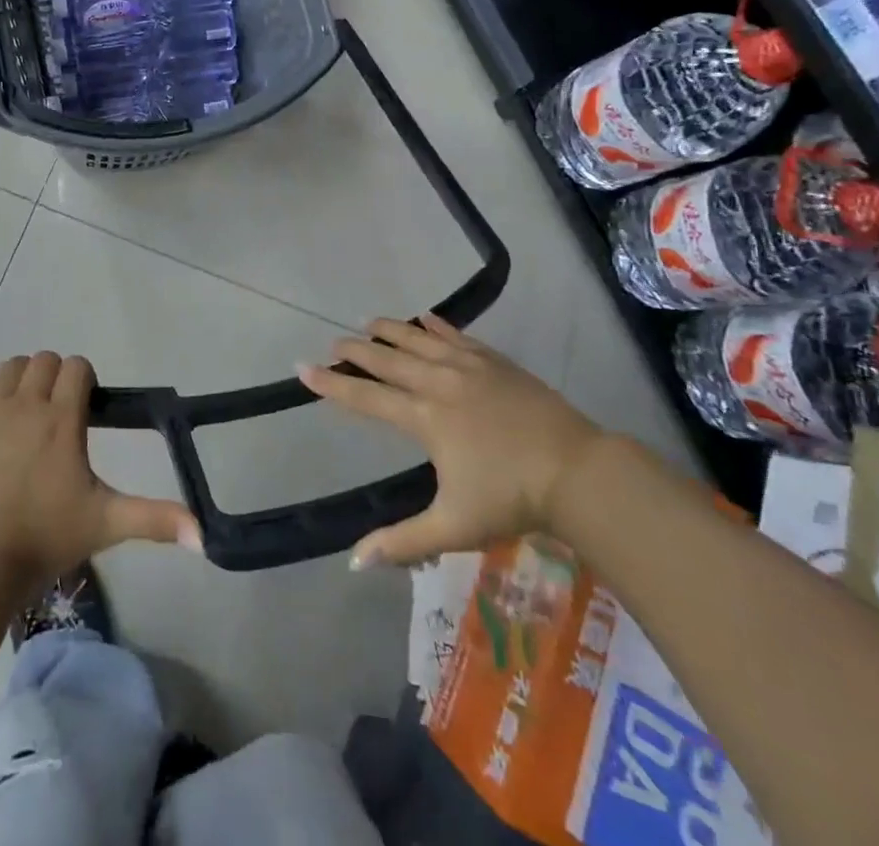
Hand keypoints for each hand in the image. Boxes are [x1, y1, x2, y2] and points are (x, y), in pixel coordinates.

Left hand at [0, 352, 200, 590]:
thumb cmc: (43, 538)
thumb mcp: (105, 525)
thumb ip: (154, 520)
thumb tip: (202, 535)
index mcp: (63, 419)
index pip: (77, 367)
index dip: (85, 377)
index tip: (86, 403)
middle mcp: (27, 403)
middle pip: (45, 360)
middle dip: (56, 374)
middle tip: (59, 407)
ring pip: (11, 366)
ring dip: (23, 374)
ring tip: (28, 402)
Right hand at [298, 315, 602, 568]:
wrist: (575, 471)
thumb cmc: (510, 499)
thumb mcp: (453, 526)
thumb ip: (402, 541)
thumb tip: (353, 562)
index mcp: (424, 418)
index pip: (366, 397)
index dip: (331, 384)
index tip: (303, 368)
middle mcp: (438, 382)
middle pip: (387, 360)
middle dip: (356, 349)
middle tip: (334, 341)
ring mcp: (468, 367)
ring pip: (418, 339)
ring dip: (390, 330)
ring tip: (368, 321)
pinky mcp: (495, 361)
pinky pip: (457, 335)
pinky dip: (437, 324)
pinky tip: (425, 317)